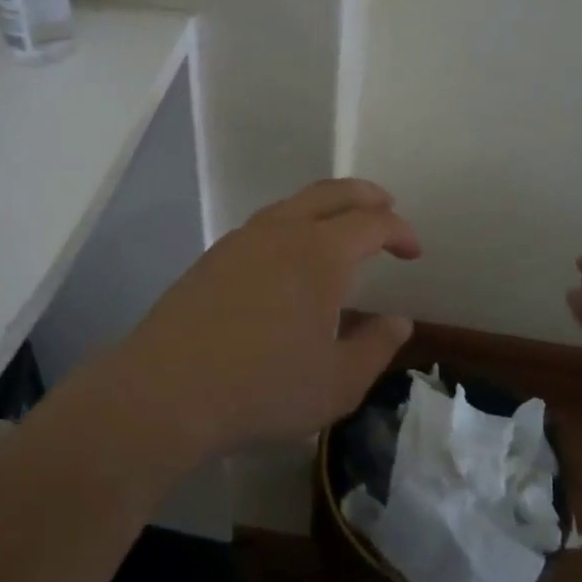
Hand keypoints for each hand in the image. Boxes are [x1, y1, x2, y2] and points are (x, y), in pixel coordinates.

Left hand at [104, 179, 421, 460]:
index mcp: (319, 254)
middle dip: (364, 196)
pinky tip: (289, 257)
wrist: (169, 388)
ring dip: (324, 207)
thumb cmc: (263, 389)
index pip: (371, 223)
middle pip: (330, 193)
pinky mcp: (213, 256)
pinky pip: (264, 225)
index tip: (413, 251)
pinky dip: (292, 225)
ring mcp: (241, 240)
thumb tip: (399, 321)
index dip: (399, 230)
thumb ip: (375, 348)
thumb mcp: (337, 383)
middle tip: (385, 208)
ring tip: (339, 229)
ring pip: (291, 204)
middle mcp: (281, 232)